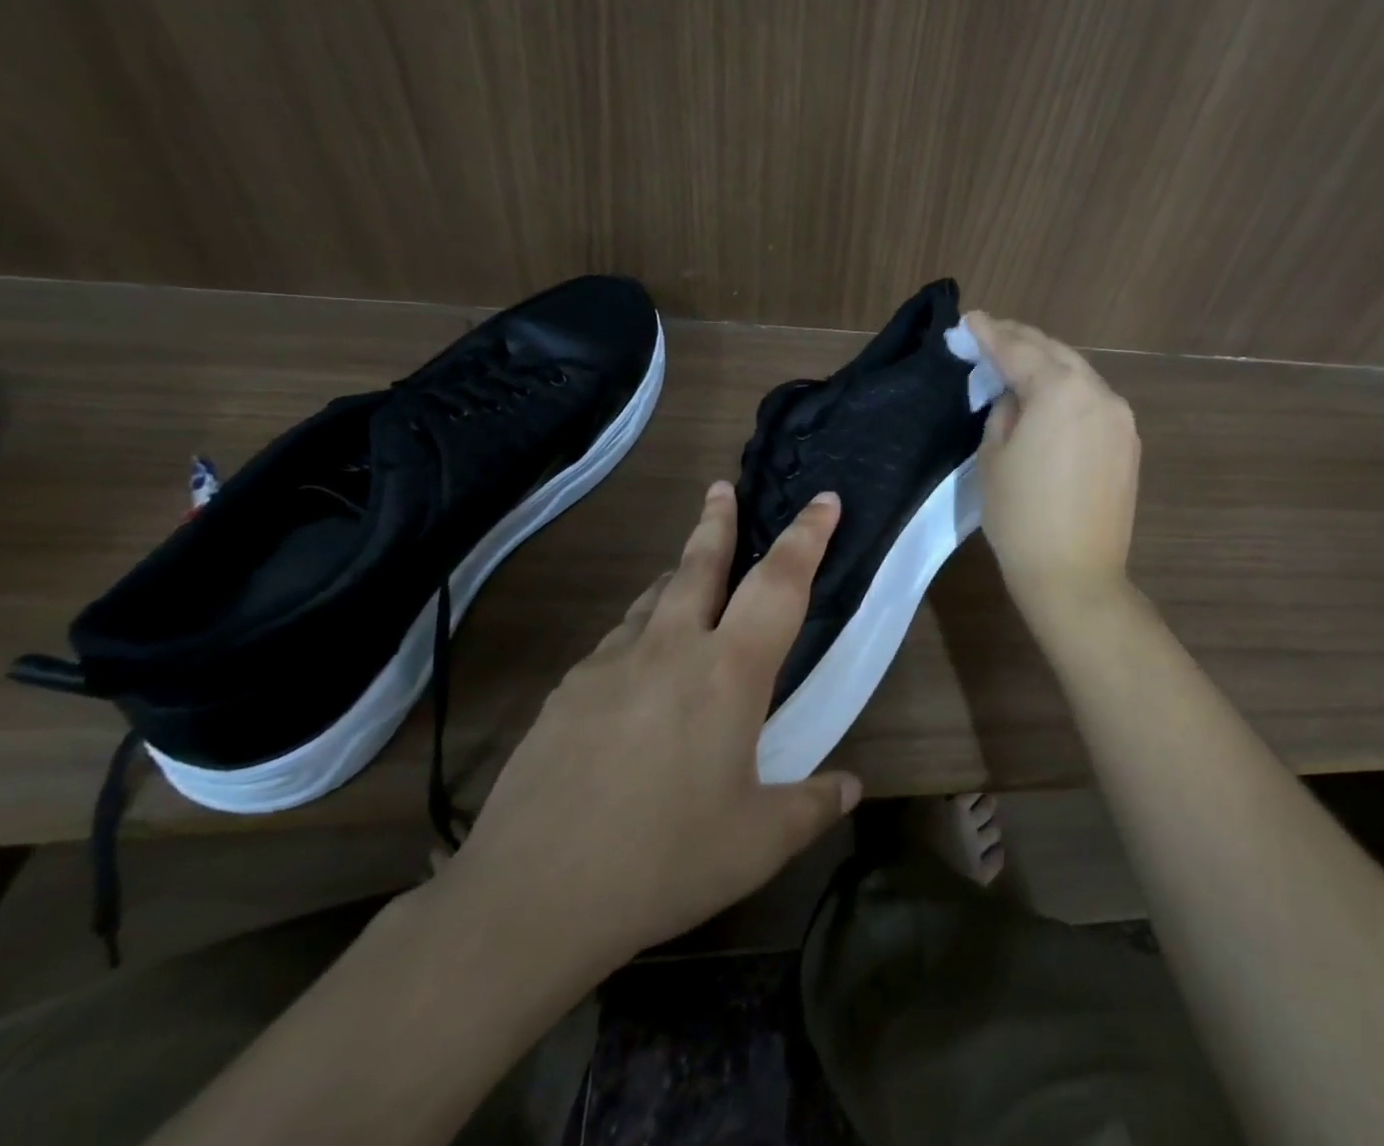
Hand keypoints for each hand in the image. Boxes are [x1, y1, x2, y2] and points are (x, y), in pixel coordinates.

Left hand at [427, 482, 860, 1005]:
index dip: (806, 535)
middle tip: (721, 488)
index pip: (780, 583)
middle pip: (700, 564)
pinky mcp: (569, 689)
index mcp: (728, 672)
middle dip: (718, 521)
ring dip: (677, 577)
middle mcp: (671, 648)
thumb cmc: (663, 861)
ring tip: (687, 576)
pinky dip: (641, 632)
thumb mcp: (757, 842)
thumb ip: (812, 805)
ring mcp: (612, 663)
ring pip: (654, 598)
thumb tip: (852, 786)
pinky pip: (618, 641)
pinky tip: (638, 668)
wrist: (530, 896)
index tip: (823, 499)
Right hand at [964, 312, 1140, 617]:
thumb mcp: (994, 457)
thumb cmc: (1021, 517)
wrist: (1075, 575)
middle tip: (990, 332)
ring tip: (1017, 359)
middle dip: (1021, 340)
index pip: (1018, 351)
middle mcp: (1099, 393)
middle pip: (1055, 353)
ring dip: (1047, 363)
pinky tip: (1049, 396)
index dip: (990, 334)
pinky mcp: (1128, 443)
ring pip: (1078, 374)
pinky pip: (1093, 401)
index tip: (970, 320)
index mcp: (1060, 391)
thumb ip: (1004, 412)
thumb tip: (1016, 399)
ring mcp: (1120, 418)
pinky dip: (1068, 390)